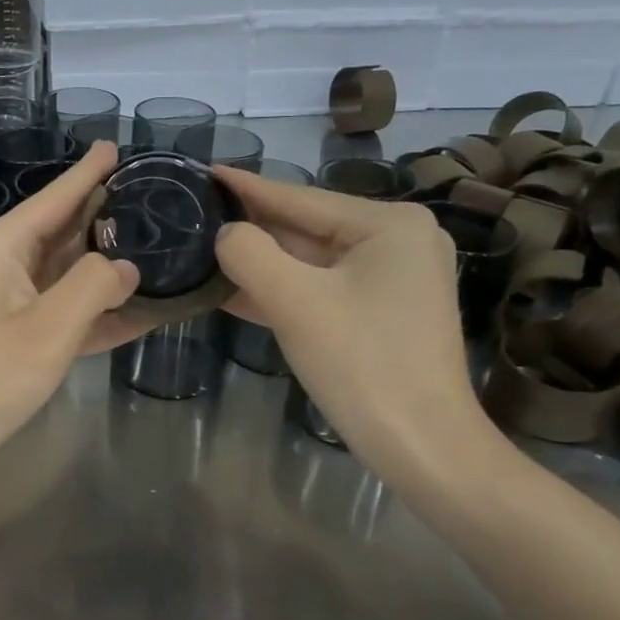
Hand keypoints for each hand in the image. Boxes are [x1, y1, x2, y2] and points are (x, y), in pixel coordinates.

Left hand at [0, 141, 144, 490]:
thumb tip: (126, 265)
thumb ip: (94, 288)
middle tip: (154, 200)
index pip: (55, 197)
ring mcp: (6, 305)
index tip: (115, 146)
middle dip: (104, 216)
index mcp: (2, 247)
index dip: (88, 173)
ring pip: (66, 275)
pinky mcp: (12, 340)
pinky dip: (95, 315)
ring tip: (156, 249)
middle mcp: (3, 266)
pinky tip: (137, 313)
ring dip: (106, 269)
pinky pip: (62, 315)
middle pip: (63, 232)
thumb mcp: (46, 329)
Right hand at [212, 169, 497, 477]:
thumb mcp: (295, 302)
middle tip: (196, 214)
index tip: (205, 171)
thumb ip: (250, 254)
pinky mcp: (383, 314)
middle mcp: (398, 241)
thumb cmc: (362, 365)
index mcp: (388, 224)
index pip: (301, 198)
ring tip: (204, 250)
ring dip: (261, 264)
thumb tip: (226, 234)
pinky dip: (282, 292)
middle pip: (307, 229)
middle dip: (252, 229)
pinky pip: (322, 290)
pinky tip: (234, 291)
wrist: (424, 449)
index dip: (247, 187)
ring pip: (311, 263)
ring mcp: (394, 280)